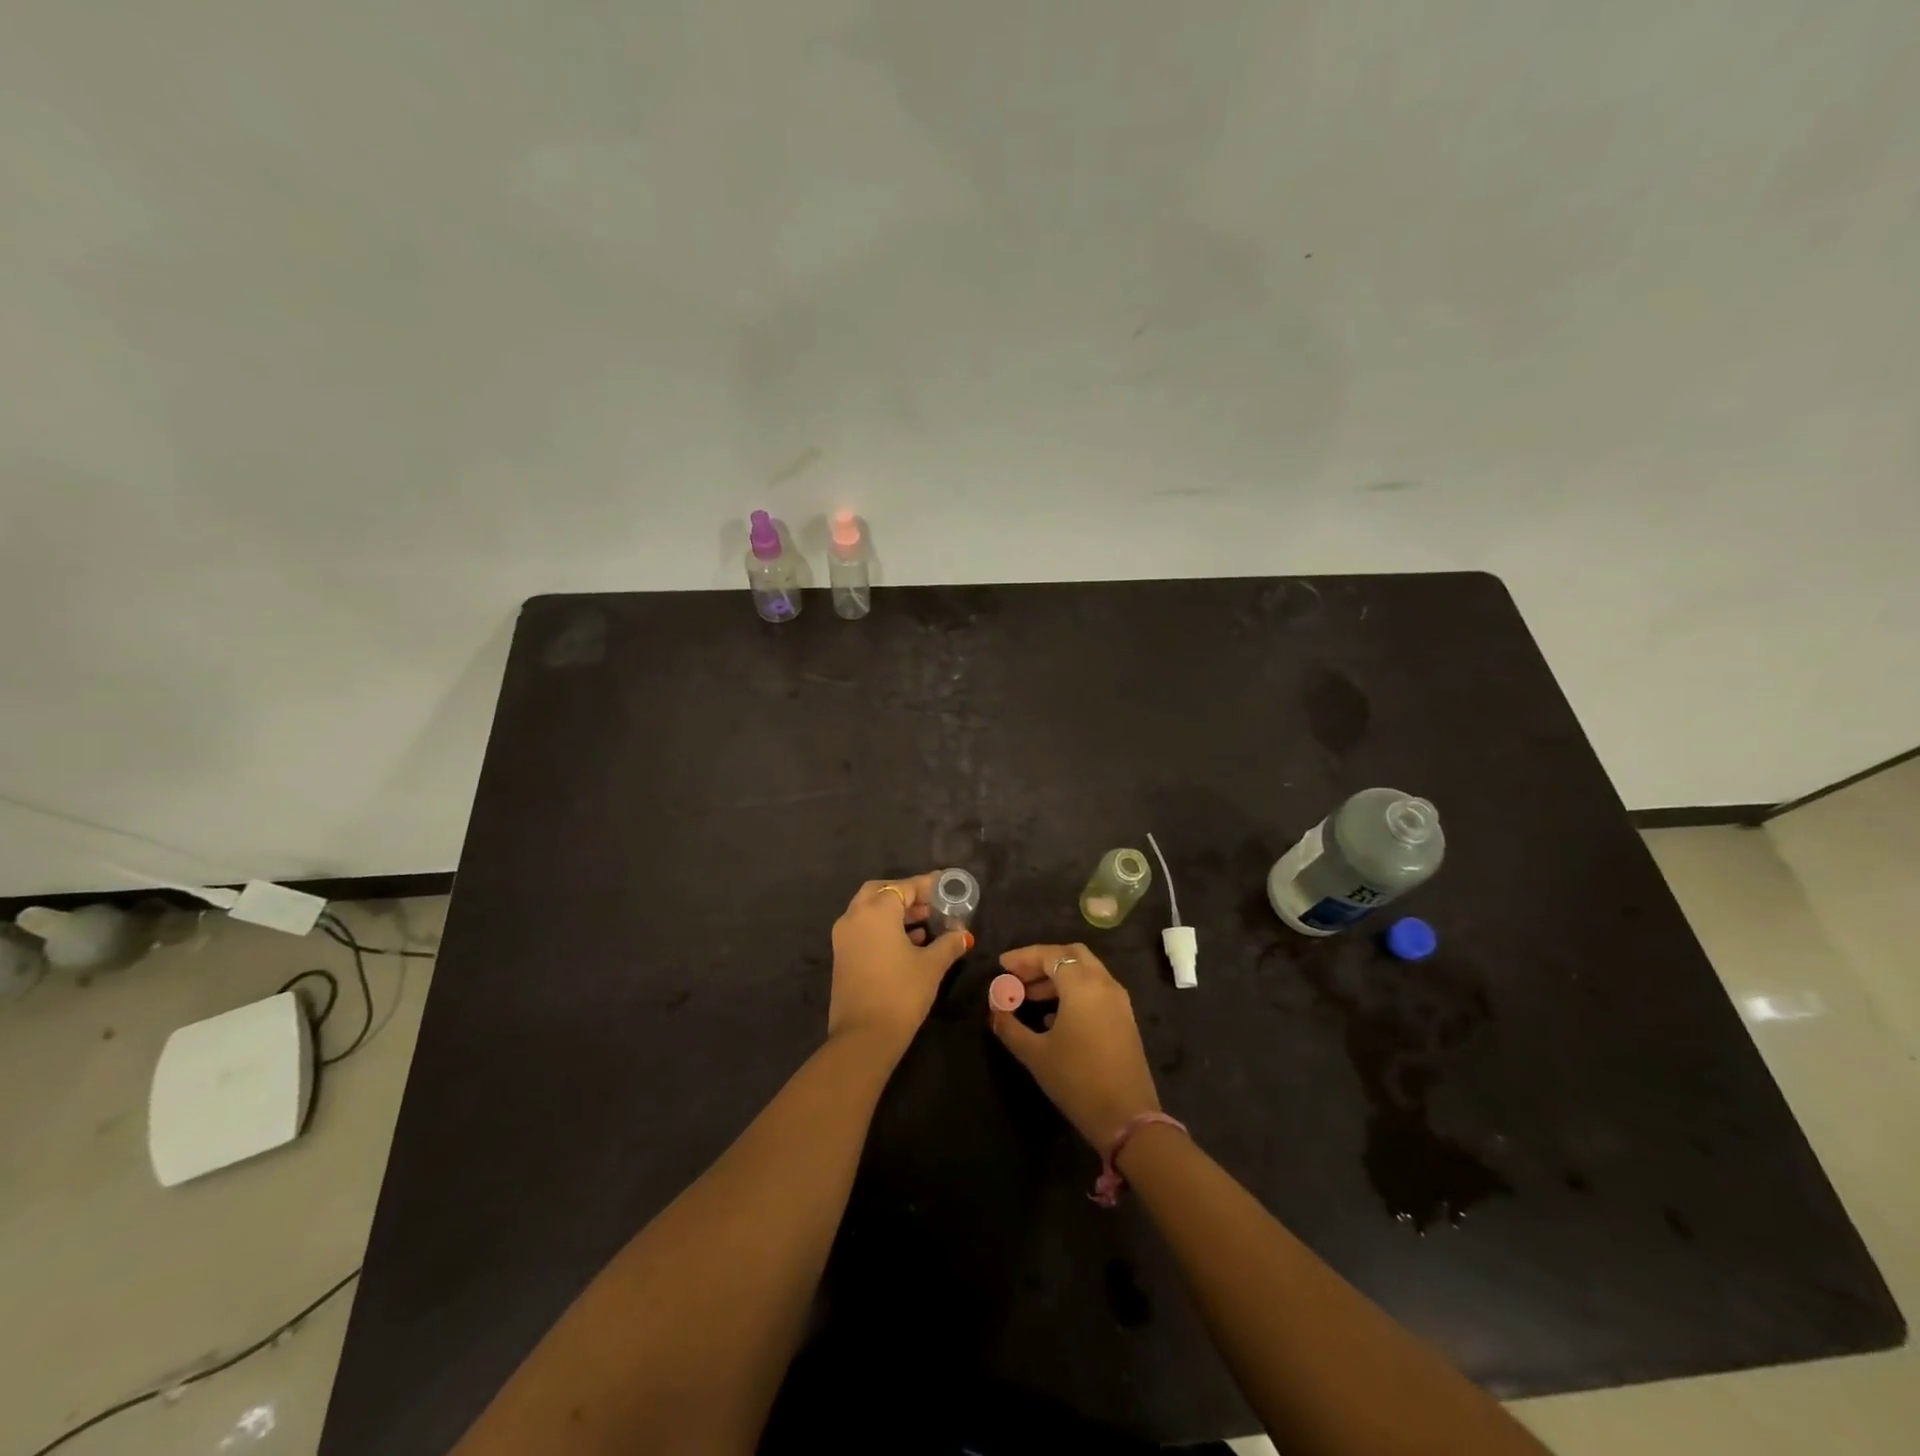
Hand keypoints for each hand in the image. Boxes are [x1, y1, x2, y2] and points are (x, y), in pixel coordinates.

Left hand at [827, 873, 971, 1053]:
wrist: (863, 1037)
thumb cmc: (901, 993)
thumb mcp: (931, 966)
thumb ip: (949, 944)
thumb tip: (963, 935)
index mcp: (876, 911)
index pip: (904, 887)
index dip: (927, 885)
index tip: (946, 885)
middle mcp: (855, 917)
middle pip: (881, 892)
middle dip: (906, 895)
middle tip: (931, 904)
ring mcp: (844, 937)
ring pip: (870, 911)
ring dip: (895, 912)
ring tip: (926, 924)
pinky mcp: (842, 956)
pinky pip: (864, 929)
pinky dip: (884, 928)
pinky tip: (910, 943)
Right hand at [989, 943, 1160, 1149]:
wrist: (1127, 1117)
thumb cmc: (1076, 1080)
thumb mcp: (1035, 1054)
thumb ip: (1010, 1027)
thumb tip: (995, 1011)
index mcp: (1082, 985)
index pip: (1049, 955)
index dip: (1023, 957)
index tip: (1002, 965)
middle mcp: (1104, 984)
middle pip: (1071, 955)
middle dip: (1042, 961)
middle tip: (1018, 976)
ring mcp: (1118, 1001)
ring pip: (1086, 971)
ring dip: (1058, 977)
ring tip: (1029, 997)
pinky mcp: (1124, 1018)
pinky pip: (1096, 989)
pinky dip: (1074, 990)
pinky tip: (1053, 1015)